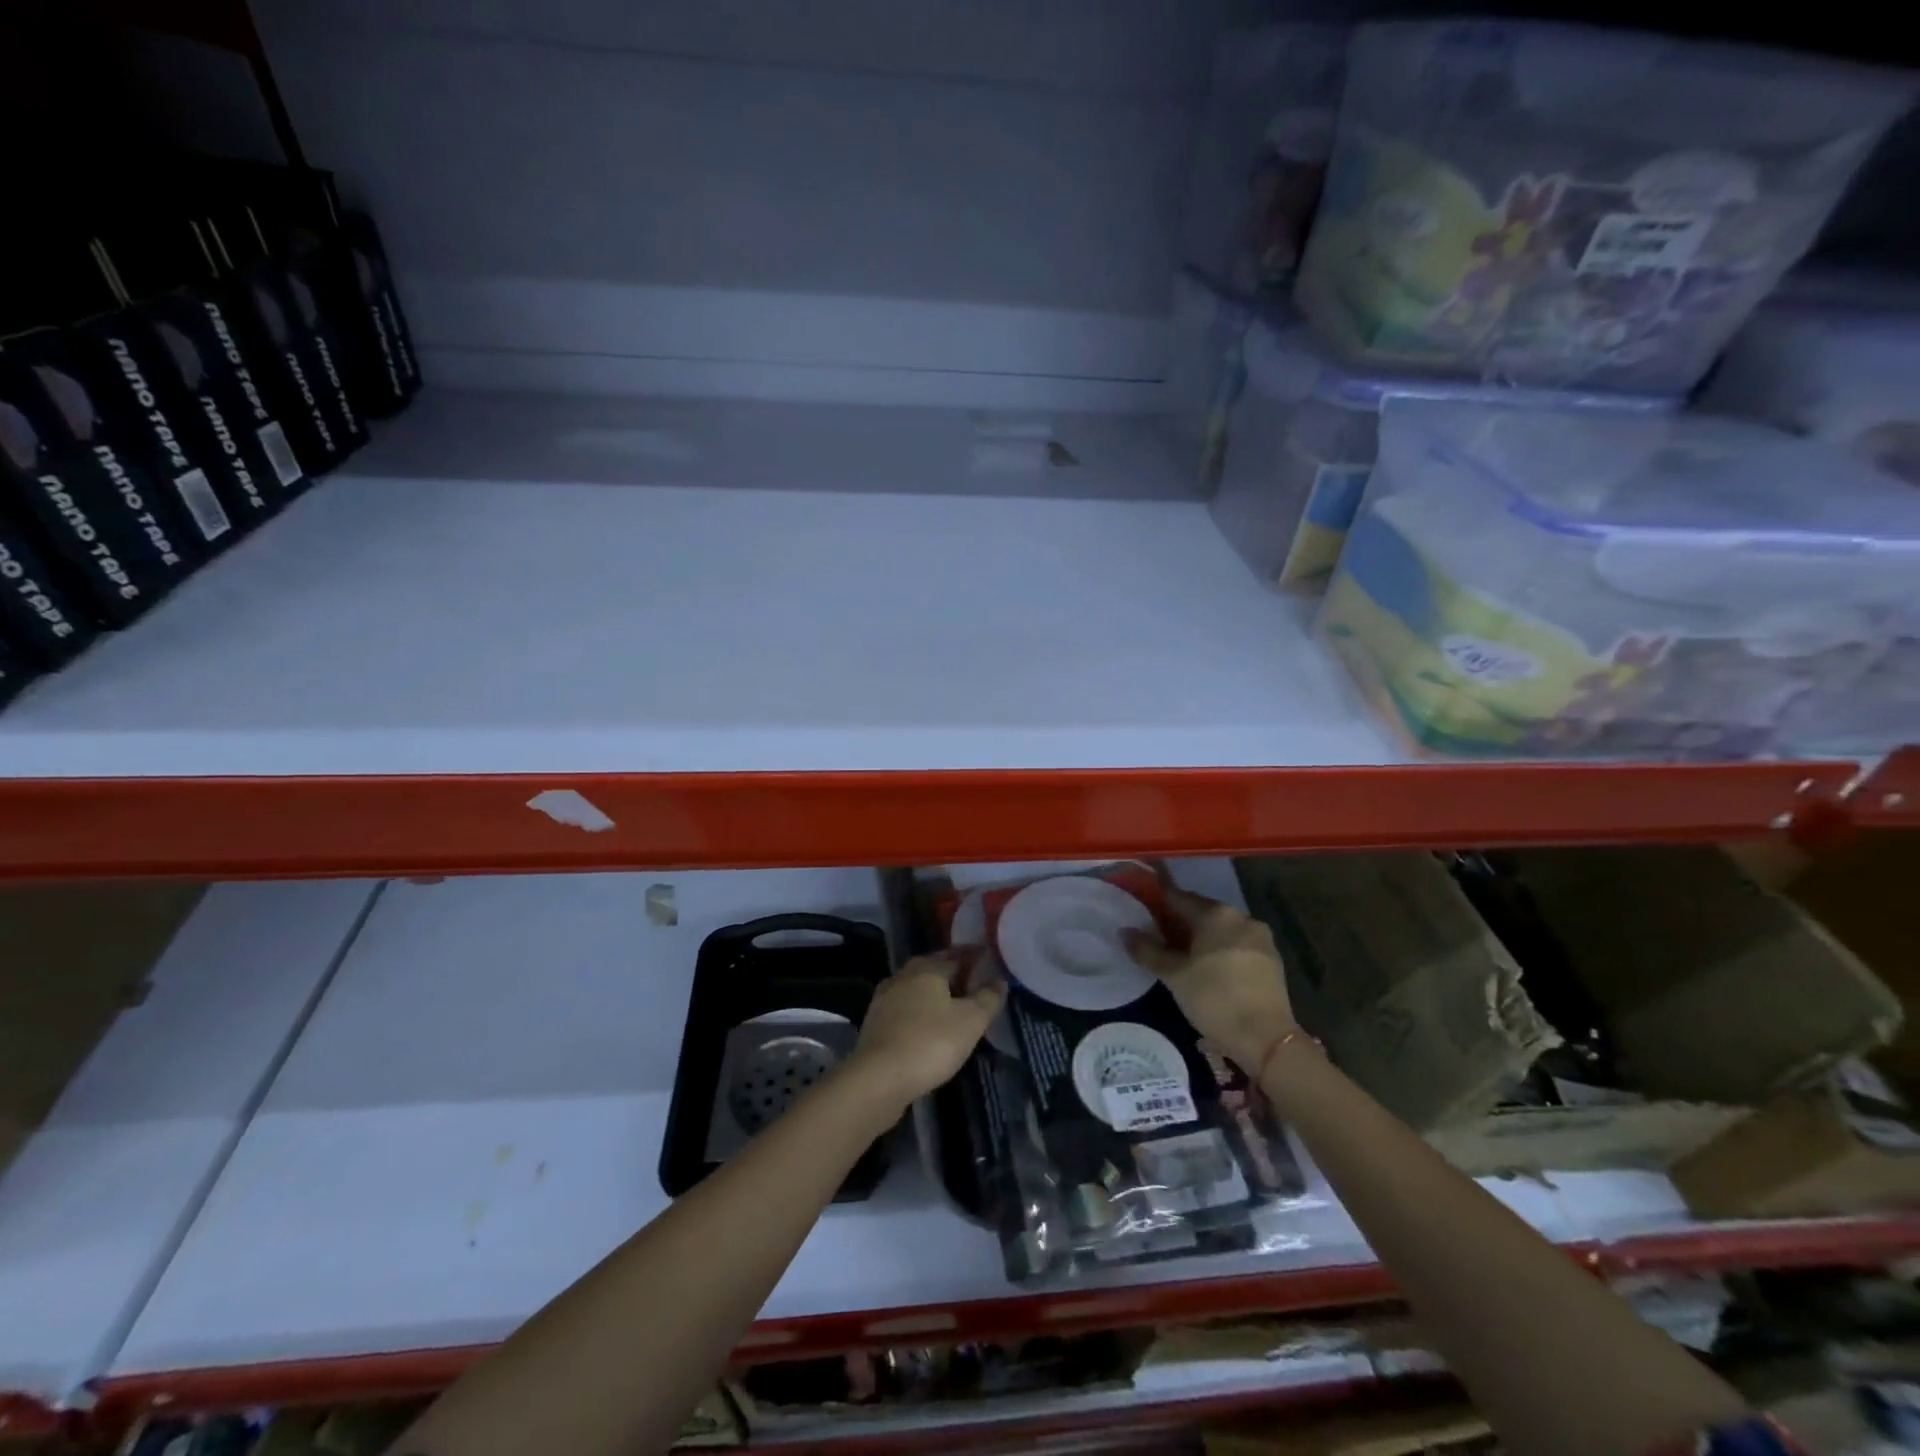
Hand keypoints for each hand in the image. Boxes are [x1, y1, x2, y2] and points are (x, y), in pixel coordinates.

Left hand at [844, 953, 1004, 1111]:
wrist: (878, 1079)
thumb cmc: (930, 1043)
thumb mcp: (971, 1022)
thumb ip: (988, 999)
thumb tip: (999, 980)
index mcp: (927, 969)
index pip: (955, 954)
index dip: (973, 955)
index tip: (987, 958)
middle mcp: (903, 976)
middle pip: (932, 968)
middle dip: (951, 971)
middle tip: (971, 980)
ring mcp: (884, 999)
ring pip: (915, 988)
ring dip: (932, 992)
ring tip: (950, 1003)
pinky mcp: (874, 1024)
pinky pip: (903, 1009)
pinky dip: (918, 1011)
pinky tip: (925, 1025)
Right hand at [1125, 877, 1294, 1072]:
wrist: (1266, 1039)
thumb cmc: (1214, 999)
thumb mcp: (1174, 976)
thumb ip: (1148, 950)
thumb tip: (1125, 932)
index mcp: (1216, 914)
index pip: (1179, 897)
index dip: (1159, 897)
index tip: (1144, 897)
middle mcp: (1241, 917)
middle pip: (1202, 912)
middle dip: (1180, 920)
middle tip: (1158, 932)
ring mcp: (1260, 938)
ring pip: (1221, 929)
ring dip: (1201, 936)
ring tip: (1181, 952)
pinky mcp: (1271, 960)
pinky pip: (1237, 944)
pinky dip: (1220, 949)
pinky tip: (1208, 966)